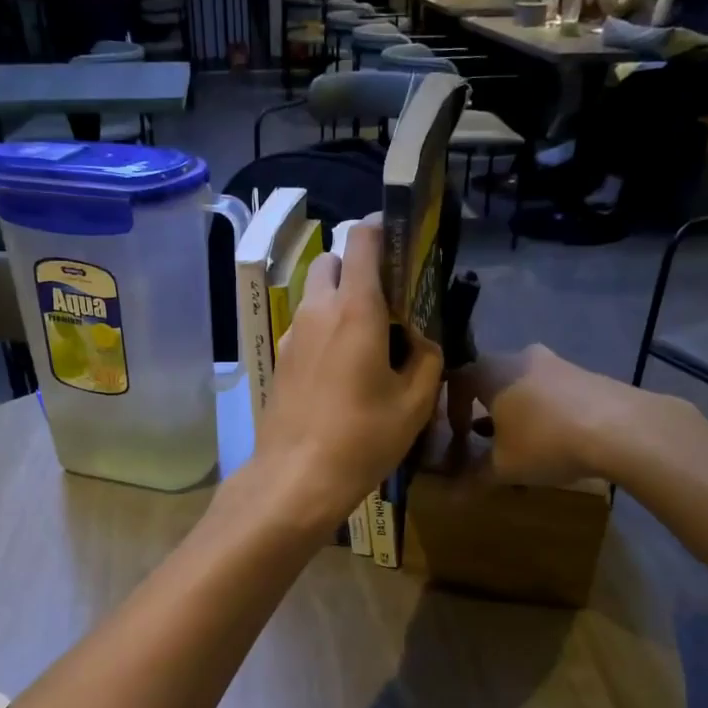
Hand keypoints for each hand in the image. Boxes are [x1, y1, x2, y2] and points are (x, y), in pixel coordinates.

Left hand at [259, 218, 442, 527]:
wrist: (296, 477)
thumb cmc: (362, 438)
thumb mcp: (414, 401)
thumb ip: (427, 356)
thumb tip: (422, 337)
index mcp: (354, 309)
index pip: (362, 239)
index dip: (383, 230)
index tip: (404, 244)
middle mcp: (317, 310)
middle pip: (333, 260)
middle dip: (359, 267)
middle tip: (388, 300)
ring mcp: (293, 334)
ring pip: (315, 293)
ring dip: (340, 297)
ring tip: (368, 337)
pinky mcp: (281, 358)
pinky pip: (305, 324)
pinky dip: (325, 327)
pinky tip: (342, 367)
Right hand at [446, 344, 697, 486]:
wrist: (622, 428)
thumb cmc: (546, 441)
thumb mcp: (504, 467)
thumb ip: (473, 478)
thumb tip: (450, 498)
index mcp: (490, 372)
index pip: (455, 380)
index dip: (451, 410)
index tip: (459, 437)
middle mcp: (519, 357)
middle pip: (490, 379)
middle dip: (484, 410)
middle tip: (485, 438)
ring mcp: (555, 362)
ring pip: (522, 384)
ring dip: (515, 411)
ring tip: (521, 442)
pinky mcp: (585, 373)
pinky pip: (551, 389)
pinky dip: (543, 410)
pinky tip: (555, 438)